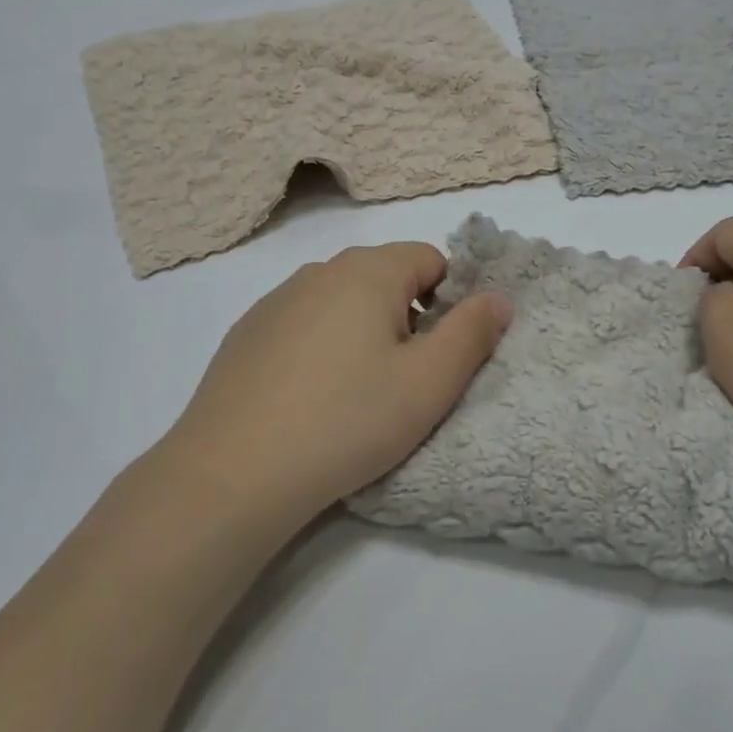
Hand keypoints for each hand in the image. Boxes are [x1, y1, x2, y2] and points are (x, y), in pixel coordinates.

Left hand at [154, 242, 510, 526]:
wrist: (234, 472)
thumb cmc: (348, 421)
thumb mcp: (429, 383)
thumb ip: (472, 333)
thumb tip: (497, 298)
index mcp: (367, 272)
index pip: (430, 259)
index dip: (449, 300)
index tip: (441, 354)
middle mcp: (318, 271)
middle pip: (384, 279)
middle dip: (407, 318)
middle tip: (404, 380)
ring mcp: (275, 301)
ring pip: (342, 303)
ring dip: (363, 334)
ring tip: (356, 394)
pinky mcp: (246, 334)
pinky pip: (303, 326)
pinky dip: (320, 349)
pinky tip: (310, 399)